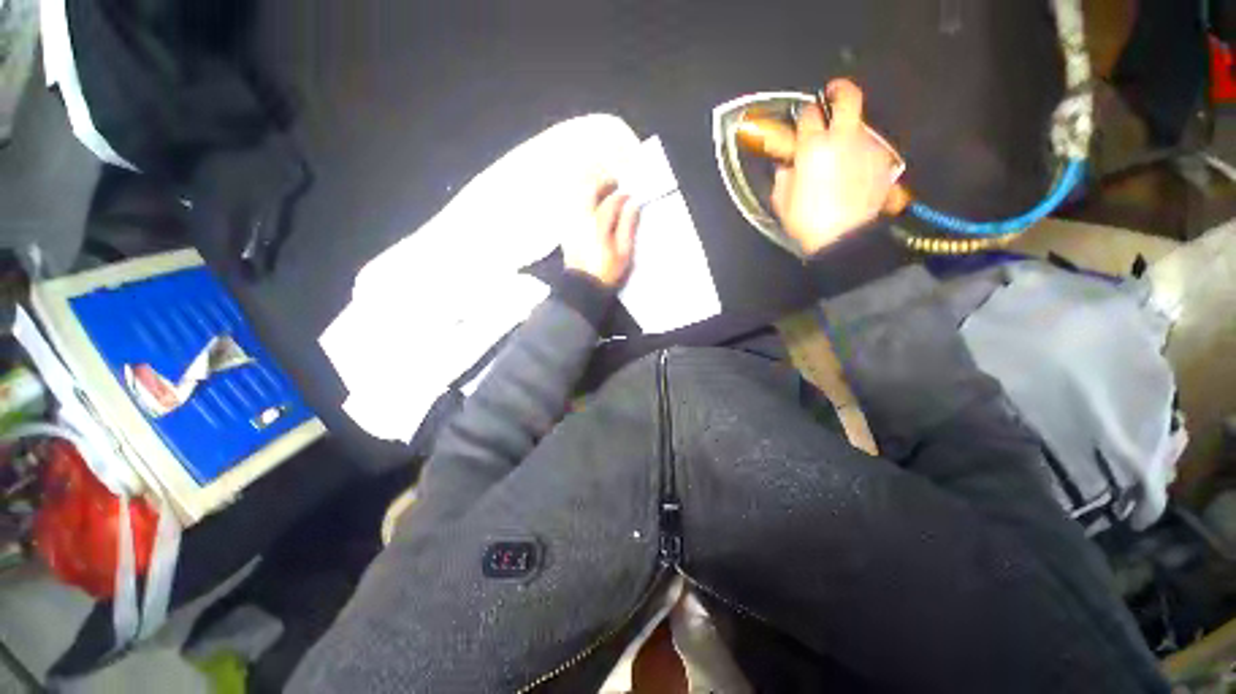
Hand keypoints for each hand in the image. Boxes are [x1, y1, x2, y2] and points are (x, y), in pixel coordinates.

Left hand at [564, 176, 640, 287]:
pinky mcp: (565, 226)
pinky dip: (578, 195)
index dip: (622, 196)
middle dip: (604, 182)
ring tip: (601, 188)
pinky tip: (587, 200)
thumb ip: (628, 226)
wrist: (583, 286)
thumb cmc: (606, 270)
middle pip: (590, 189)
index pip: (611, 201)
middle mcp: (582, 217)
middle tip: (614, 183)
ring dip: (589, 185)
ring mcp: (571, 221)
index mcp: (598, 224)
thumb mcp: (623, 253)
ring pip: (577, 192)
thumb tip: (632, 205)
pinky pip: (569, 203)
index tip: (630, 198)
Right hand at [771, 79, 896, 254]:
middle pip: (847, 97)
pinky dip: (862, 149)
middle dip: (840, 90)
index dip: (804, 114)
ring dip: (850, 126)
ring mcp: (866, 146)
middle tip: (833, 93)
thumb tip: (787, 168)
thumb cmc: (809, 222)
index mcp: (813, 147)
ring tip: (842, 143)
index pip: (808, 114)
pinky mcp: (882, 160)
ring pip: (861, 122)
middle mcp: (842, 138)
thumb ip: (783, 179)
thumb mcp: (784, 203)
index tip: (802, 120)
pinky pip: (871, 145)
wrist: (846, 238)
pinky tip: (855, 165)